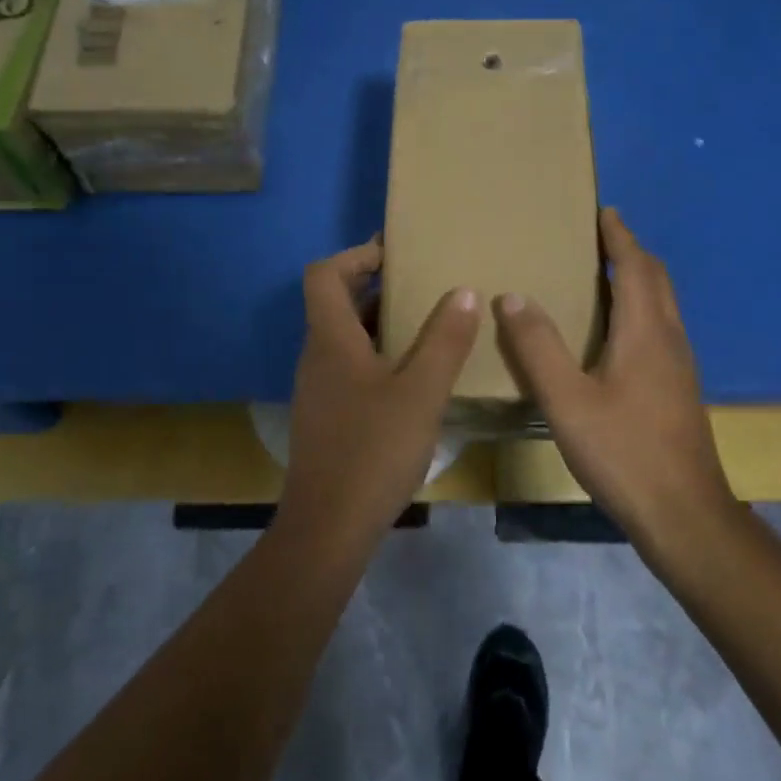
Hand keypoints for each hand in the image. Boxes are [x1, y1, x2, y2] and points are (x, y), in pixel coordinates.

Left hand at [279, 237, 480, 545]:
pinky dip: (378, 356)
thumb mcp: (421, 392)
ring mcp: (319, 389)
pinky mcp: (327, 417)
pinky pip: (350, 367)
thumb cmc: (374, 450)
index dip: (355, 256)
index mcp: (330, 340)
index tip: (394, 253)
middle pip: (335, 303)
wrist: (329, 527)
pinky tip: (414, 378)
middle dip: (376, 286)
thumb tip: (464, 292)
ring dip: (380, 323)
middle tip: (423, 283)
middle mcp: (317, 357)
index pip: (324, 274)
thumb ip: (445, 340)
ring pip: (345, 338)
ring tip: (428, 324)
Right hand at [494, 209, 734, 546]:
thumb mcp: (567, 400)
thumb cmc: (624, 452)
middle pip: (657, 280)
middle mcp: (670, 339)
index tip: (604, 211)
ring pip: (663, 305)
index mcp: (646, 331)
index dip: (620, 236)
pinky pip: (661, 328)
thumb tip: (513, 296)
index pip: (636, 267)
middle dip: (631, 252)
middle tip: (601, 236)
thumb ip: (538, 347)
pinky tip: (616, 333)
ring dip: (638, 279)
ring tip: (604, 275)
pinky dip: (641, 308)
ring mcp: (680, 366)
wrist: (684, 514)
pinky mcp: (679, 390)